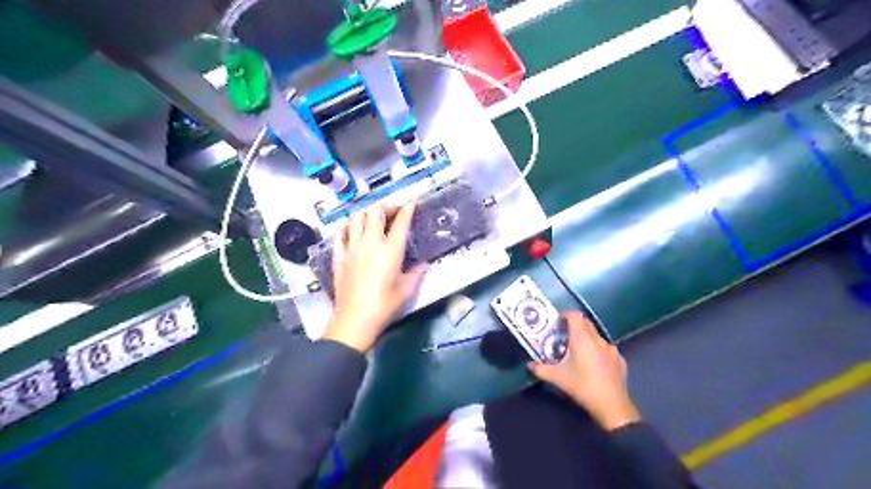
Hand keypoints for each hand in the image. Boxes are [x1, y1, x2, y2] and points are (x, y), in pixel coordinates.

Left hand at [321, 200, 427, 353]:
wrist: (355, 319)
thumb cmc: (384, 305)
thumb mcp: (407, 289)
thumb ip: (417, 272)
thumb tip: (424, 263)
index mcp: (391, 249)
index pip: (401, 221)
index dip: (407, 208)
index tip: (412, 202)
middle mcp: (371, 242)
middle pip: (375, 212)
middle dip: (386, 206)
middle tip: (393, 211)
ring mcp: (352, 247)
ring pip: (356, 218)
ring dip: (366, 213)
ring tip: (373, 218)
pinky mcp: (339, 256)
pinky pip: (339, 234)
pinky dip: (346, 227)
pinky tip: (351, 231)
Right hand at [524, 311, 638, 429]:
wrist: (612, 405)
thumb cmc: (583, 386)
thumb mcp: (558, 378)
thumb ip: (541, 369)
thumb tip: (530, 365)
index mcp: (582, 338)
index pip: (575, 315)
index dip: (565, 315)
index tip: (557, 322)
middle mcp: (597, 339)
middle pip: (586, 323)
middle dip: (574, 325)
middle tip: (563, 335)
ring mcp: (611, 349)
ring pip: (596, 336)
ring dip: (586, 338)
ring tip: (578, 351)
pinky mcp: (619, 360)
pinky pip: (606, 348)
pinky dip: (598, 350)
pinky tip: (594, 364)